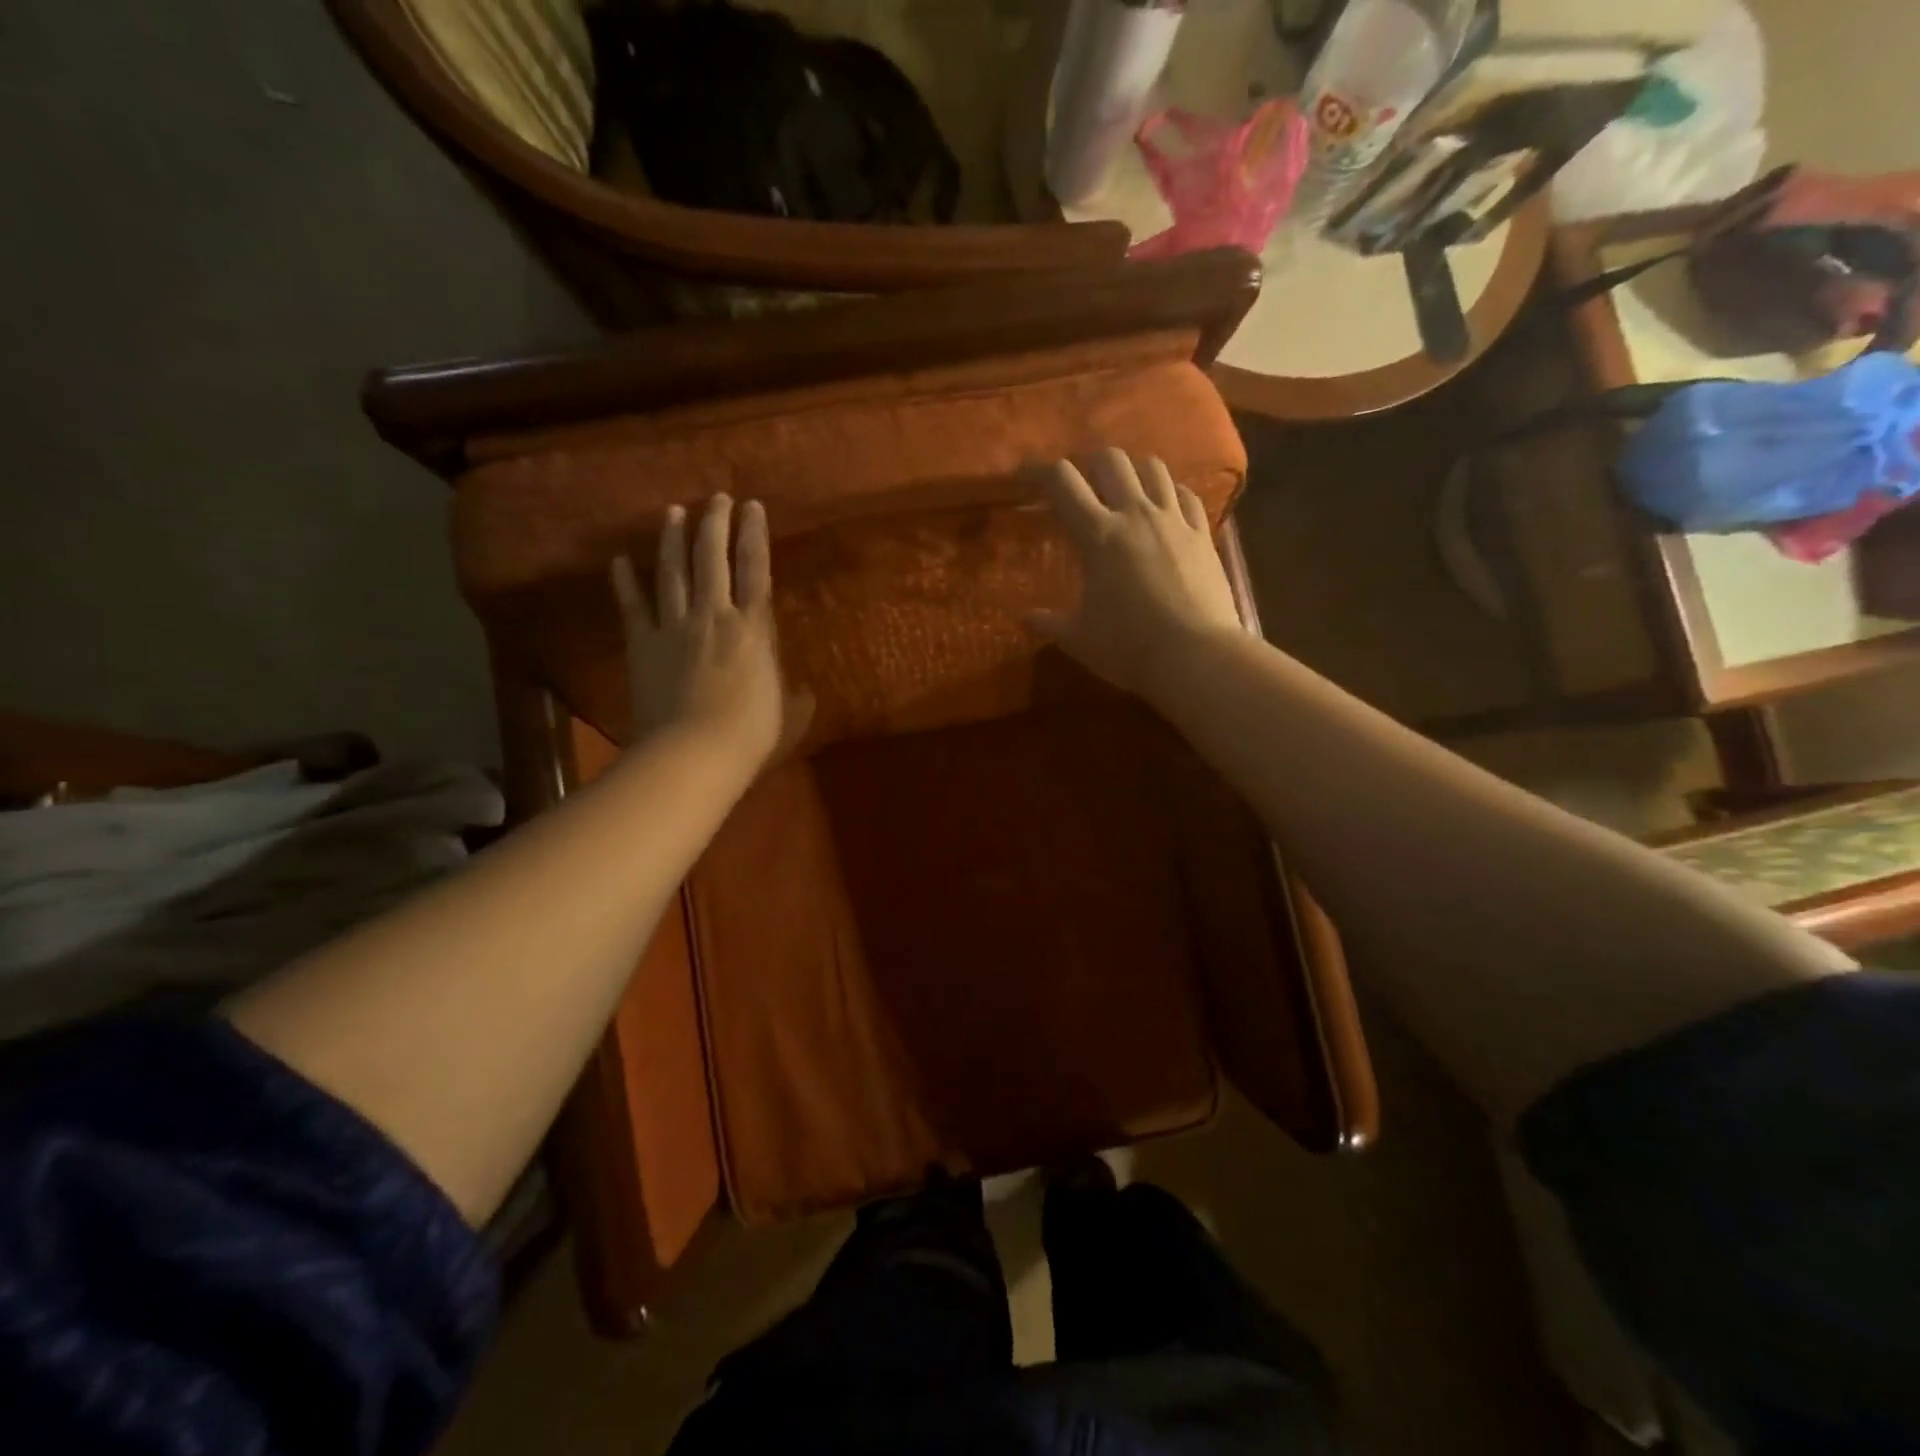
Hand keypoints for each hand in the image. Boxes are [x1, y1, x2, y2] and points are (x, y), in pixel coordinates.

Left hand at [611, 495, 811, 769]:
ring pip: (673, 572)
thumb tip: (804, 692)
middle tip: (716, 498)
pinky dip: (625, 582)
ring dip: (673, 540)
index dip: (755, 535)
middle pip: (713, 559)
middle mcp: (714, 615)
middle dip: (715, 524)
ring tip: (673, 513)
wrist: (695, 751)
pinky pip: (633, 606)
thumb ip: (795, 697)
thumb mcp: (789, 715)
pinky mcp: (643, 645)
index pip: (757, 570)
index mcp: (754, 629)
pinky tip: (620, 560)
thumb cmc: (752, 734)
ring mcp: (674, 627)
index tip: (752, 507)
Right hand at [1030, 449, 1242, 698]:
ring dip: (1134, 473)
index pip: (1062, 481)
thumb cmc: (1128, 647)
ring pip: (1153, 468)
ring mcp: (1174, 521)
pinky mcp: (1203, 535)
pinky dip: (1171, 494)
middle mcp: (1135, 514)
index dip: (1038, 470)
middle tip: (1082, 488)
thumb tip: (1026, 618)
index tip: (1025, 477)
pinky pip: (1187, 496)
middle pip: (1111, 460)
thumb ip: (1049, 623)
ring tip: (1125, 494)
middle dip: (1090, 466)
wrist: (1196, 657)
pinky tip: (1166, 510)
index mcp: (1097, 535)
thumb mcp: (1078, 639)